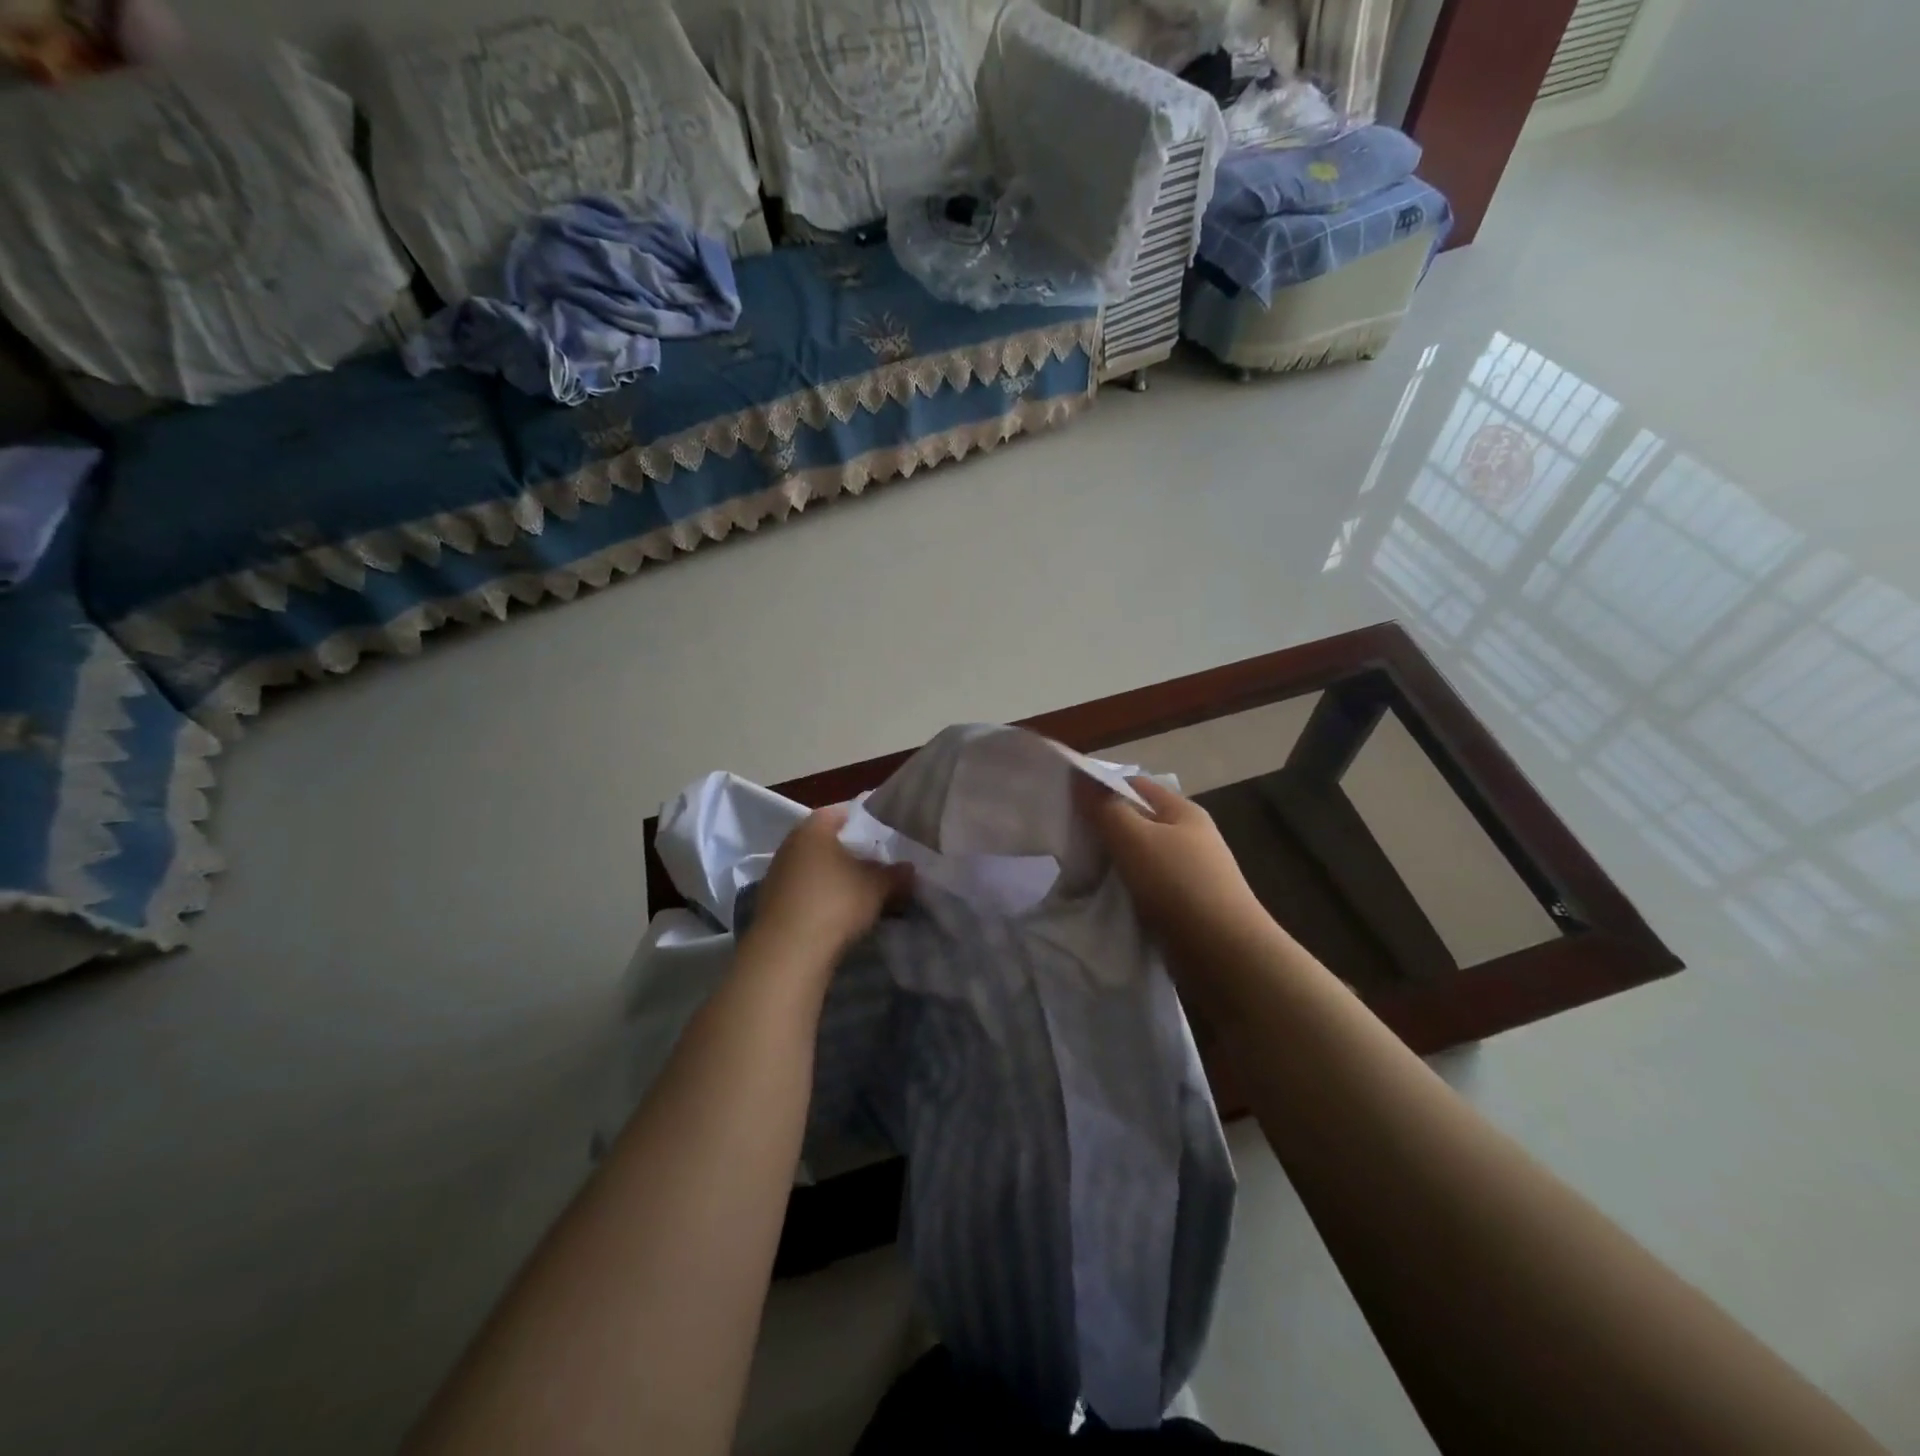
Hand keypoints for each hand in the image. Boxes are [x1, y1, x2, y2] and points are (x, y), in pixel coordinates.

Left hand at [748, 806, 910, 958]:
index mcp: (813, 830)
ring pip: (814, 868)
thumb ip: (896, 874)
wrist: (787, 952)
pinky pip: (804, 892)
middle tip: (876, 863)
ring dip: (835, 878)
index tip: (881, 831)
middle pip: (825, 842)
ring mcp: (777, 876)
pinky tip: (839, 913)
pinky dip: (821, 897)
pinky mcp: (772, 905)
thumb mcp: (877, 887)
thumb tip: (909, 869)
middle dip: (850, 852)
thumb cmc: (834, 903)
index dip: (862, 820)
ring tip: (861, 891)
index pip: (839, 812)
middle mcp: (790, 845)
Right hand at [1077, 775, 1263, 944]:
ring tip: (1080, 873)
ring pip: (1139, 857)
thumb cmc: (1178, 885)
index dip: (1101, 789)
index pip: (1135, 785)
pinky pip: (1146, 887)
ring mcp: (1189, 873)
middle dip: (1103, 829)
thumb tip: (1079, 775)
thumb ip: (1104, 808)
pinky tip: (1104, 899)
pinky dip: (1125, 890)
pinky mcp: (1185, 905)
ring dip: (1112, 863)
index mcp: (1183, 811)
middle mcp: (1189, 837)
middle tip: (1069, 842)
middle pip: (1136, 821)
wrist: (1224, 956)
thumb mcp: (1134, 839)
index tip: (1068, 804)